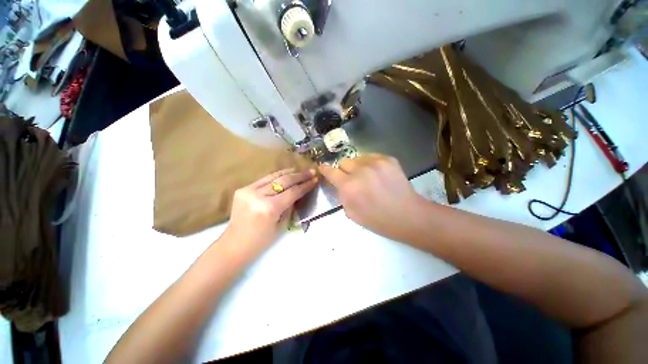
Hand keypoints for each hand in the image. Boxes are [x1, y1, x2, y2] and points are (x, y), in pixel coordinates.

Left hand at [221, 168, 317, 259]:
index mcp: (270, 208)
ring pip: (273, 176)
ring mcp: (248, 190)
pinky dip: (276, 176)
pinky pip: (264, 180)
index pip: (292, 192)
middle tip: (311, 171)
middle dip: (300, 175)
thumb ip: (291, 206)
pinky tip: (285, 174)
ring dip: (288, 172)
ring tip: (299, 170)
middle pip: (284, 181)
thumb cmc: (261, 240)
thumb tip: (299, 192)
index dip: (305, 185)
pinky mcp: (243, 189)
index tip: (315, 179)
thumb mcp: (282, 225)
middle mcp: (258, 196)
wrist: (234, 244)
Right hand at [318, 154, 426, 241]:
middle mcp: (360, 171)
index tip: (323, 167)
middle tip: (351, 179)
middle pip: (343, 161)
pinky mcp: (388, 159)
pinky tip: (377, 174)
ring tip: (366, 177)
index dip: (325, 169)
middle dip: (343, 170)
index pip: (331, 171)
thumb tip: (339, 184)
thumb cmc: (377, 220)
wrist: (407, 215)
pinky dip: (369, 164)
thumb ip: (342, 196)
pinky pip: (371, 157)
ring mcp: (375, 163)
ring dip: (357, 167)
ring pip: (357, 158)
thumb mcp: (351, 213)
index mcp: (349, 187)